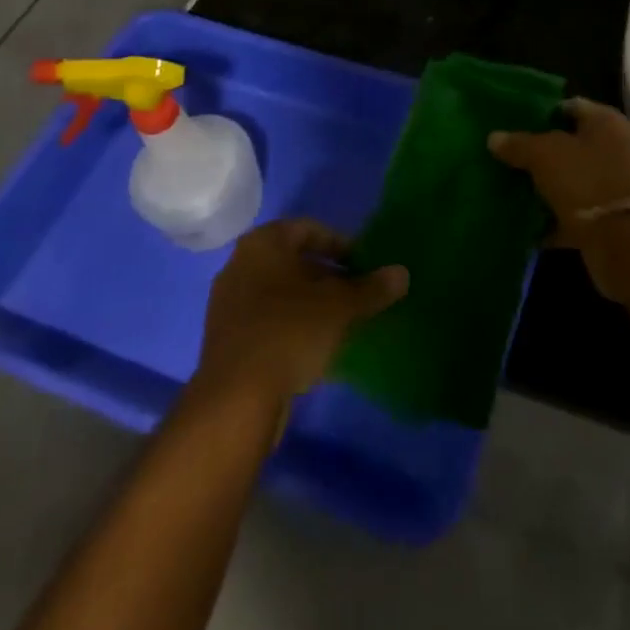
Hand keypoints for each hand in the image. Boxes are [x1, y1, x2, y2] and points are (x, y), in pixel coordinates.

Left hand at [194, 220, 407, 407]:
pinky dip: (293, 325)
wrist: (236, 400)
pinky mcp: (227, 339)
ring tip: (342, 322)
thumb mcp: (340, 307)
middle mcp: (239, 265)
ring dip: (311, 303)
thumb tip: (402, 273)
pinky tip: (316, 348)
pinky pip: (268, 320)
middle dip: (328, 275)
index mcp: (263, 244)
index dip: (340, 244)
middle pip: (293, 261)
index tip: (364, 264)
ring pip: (280, 293)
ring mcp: (229, 304)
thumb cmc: (290, 332)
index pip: (308, 229)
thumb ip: (372, 288)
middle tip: (358, 293)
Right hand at [488, 98, 629, 300]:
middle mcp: (614, 148)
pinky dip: (551, 215)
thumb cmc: (584, 180)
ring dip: (544, 185)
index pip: (568, 106)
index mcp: (606, 122)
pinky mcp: (607, 216)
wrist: (622, 240)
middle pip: (569, 144)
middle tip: (506, 156)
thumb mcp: (543, 154)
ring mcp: (612, 184)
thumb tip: (494, 138)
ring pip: (569, 178)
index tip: (512, 124)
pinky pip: (572, 209)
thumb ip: (518, 144)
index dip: (540, 113)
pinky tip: (524, 219)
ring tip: (509, 187)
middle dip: (538, 152)